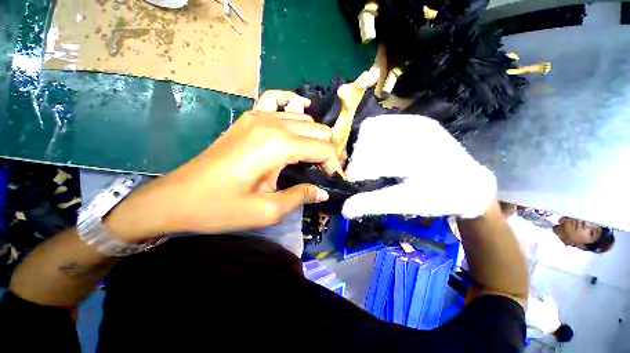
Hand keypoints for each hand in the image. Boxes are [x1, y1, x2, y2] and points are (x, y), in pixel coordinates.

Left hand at [105, 91, 341, 241]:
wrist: (177, 198)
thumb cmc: (222, 208)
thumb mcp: (267, 210)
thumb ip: (300, 196)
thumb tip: (323, 192)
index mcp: (279, 146)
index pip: (323, 149)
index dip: (333, 165)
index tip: (334, 181)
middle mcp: (273, 124)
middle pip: (318, 131)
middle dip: (327, 151)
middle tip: (324, 171)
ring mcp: (259, 116)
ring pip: (304, 119)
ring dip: (313, 138)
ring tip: (311, 157)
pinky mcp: (249, 117)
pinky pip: (277, 101)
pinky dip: (292, 108)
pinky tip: (296, 119)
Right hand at [341, 114, 496, 218]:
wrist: (469, 184)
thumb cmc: (439, 197)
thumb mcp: (406, 203)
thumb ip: (373, 204)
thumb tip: (345, 210)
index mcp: (417, 154)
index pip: (373, 158)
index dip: (357, 170)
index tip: (352, 183)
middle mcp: (417, 131)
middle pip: (369, 136)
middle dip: (359, 157)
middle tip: (359, 174)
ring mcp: (417, 122)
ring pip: (372, 127)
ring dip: (363, 146)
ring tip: (366, 163)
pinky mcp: (416, 121)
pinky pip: (382, 123)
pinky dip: (371, 138)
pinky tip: (376, 152)